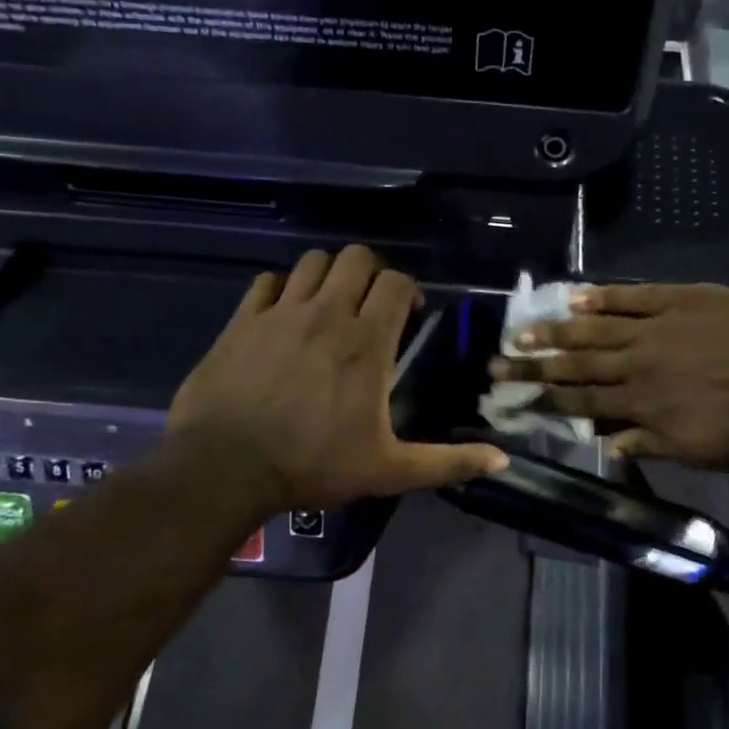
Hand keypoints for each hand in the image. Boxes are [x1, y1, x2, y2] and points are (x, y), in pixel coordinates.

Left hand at [169, 247, 507, 516]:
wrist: (225, 469)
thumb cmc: (312, 466)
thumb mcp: (388, 471)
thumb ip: (447, 462)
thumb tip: (503, 460)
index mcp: (366, 341)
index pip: (396, 282)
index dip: (408, 290)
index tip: (408, 314)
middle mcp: (326, 313)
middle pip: (356, 257)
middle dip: (370, 273)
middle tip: (369, 305)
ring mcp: (280, 312)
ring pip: (312, 261)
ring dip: (328, 275)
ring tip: (329, 304)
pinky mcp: (242, 320)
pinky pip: (266, 282)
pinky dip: (280, 288)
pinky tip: (283, 313)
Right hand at [489, 283, 728, 469]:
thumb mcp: (699, 452)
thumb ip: (649, 444)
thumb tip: (605, 444)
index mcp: (640, 404)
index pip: (580, 403)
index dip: (543, 400)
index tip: (511, 398)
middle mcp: (637, 364)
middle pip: (576, 365)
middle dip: (534, 366)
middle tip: (496, 362)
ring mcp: (656, 328)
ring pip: (596, 328)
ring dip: (556, 330)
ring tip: (522, 329)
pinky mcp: (680, 299)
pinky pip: (634, 295)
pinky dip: (603, 295)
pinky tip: (575, 294)